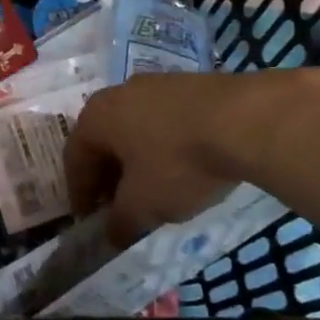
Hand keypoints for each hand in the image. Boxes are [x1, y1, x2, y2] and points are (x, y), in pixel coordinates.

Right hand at [64, 69, 319, 245]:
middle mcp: (117, 94)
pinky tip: (183, 166)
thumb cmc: (178, 163)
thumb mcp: (144, 204)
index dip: (79, 194)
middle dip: (108, 176)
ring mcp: (155, 85)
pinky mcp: (189, 85)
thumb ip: (121, 222)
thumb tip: (111, 234)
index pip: (73, 159)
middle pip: (103, 141)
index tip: (88, 220)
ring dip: (136, 160)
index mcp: (95, 118)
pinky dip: (164, 145)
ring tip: (153, 188)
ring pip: (134, 129)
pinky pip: (163, 121)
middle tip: (118, 207)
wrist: (245, 120)